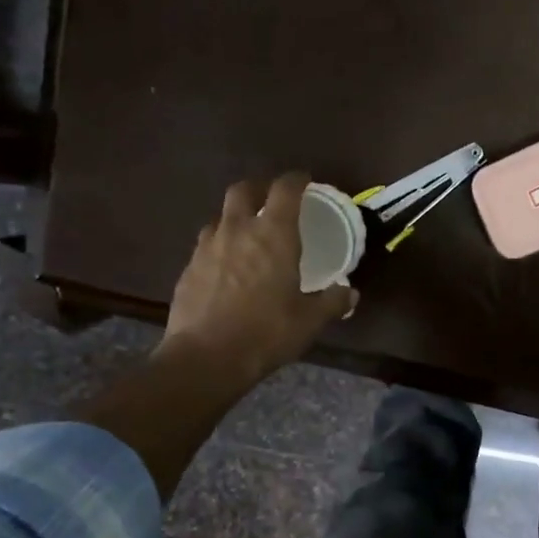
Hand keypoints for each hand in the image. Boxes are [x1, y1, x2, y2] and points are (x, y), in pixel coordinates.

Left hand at [159, 173, 355, 384]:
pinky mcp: (188, 268)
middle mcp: (237, 230)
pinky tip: (226, 268)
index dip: (296, 180)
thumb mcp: (309, 321)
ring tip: (247, 236)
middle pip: (243, 190)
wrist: (206, 357)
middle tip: (271, 201)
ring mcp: (207, 247)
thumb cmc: (266, 333)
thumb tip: (350, 293)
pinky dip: (219, 247)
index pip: (285, 189)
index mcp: (274, 234)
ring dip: (235, 218)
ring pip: (220, 217)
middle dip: (258, 189)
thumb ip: (331, 302)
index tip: (305, 181)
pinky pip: (206, 245)